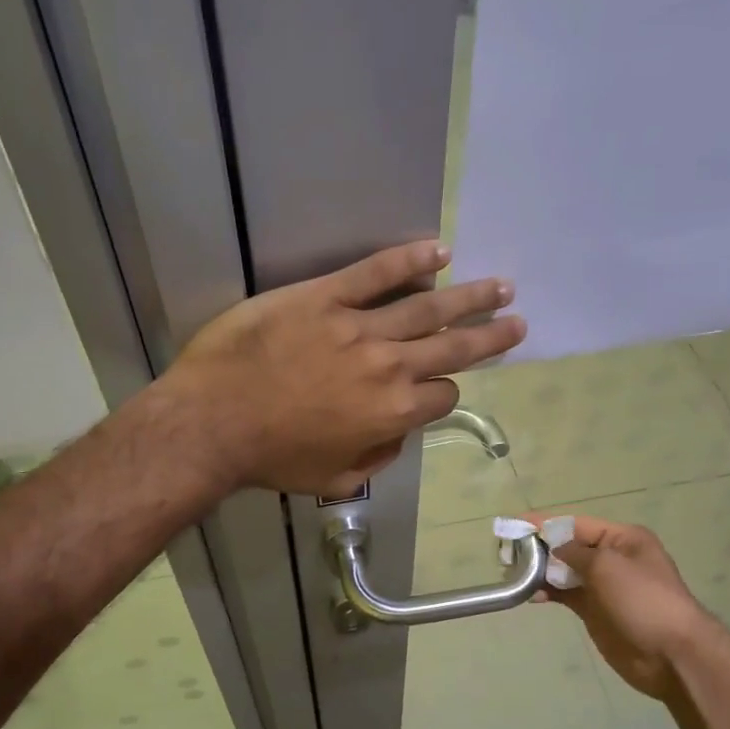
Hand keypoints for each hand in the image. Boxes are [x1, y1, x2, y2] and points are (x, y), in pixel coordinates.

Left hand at [169, 240, 524, 496]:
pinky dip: (409, 259)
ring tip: (500, 286)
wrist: (213, 422)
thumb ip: (377, 456)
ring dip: (469, 297)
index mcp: (394, 412)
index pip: (442, 395)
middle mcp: (389, 366)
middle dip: (490, 336)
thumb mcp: (335, 479)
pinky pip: (375, 273)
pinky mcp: (325, 297)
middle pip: (452, 346)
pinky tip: (438, 250)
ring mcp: (359, 327)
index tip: (438, 388)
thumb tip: (397, 432)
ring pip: (427, 306)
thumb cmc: (271, 458)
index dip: (444, 393)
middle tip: (517, 321)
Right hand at [531, 514, 713, 701]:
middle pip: (568, 547)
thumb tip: (552, 549)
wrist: (671, 654)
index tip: (514, 525)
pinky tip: (529, 595)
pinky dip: (548, 592)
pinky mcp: (595, 611)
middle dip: (540, 548)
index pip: (576, 524)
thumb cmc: (642, 600)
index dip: (545, 524)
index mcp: (622, 539)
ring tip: (514, 574)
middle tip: (507, 553)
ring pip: (564, 571)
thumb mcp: (607, 566)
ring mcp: (604, 586)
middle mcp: (612, 558)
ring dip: (541, 571)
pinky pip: (565, 595)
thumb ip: (574, 553)